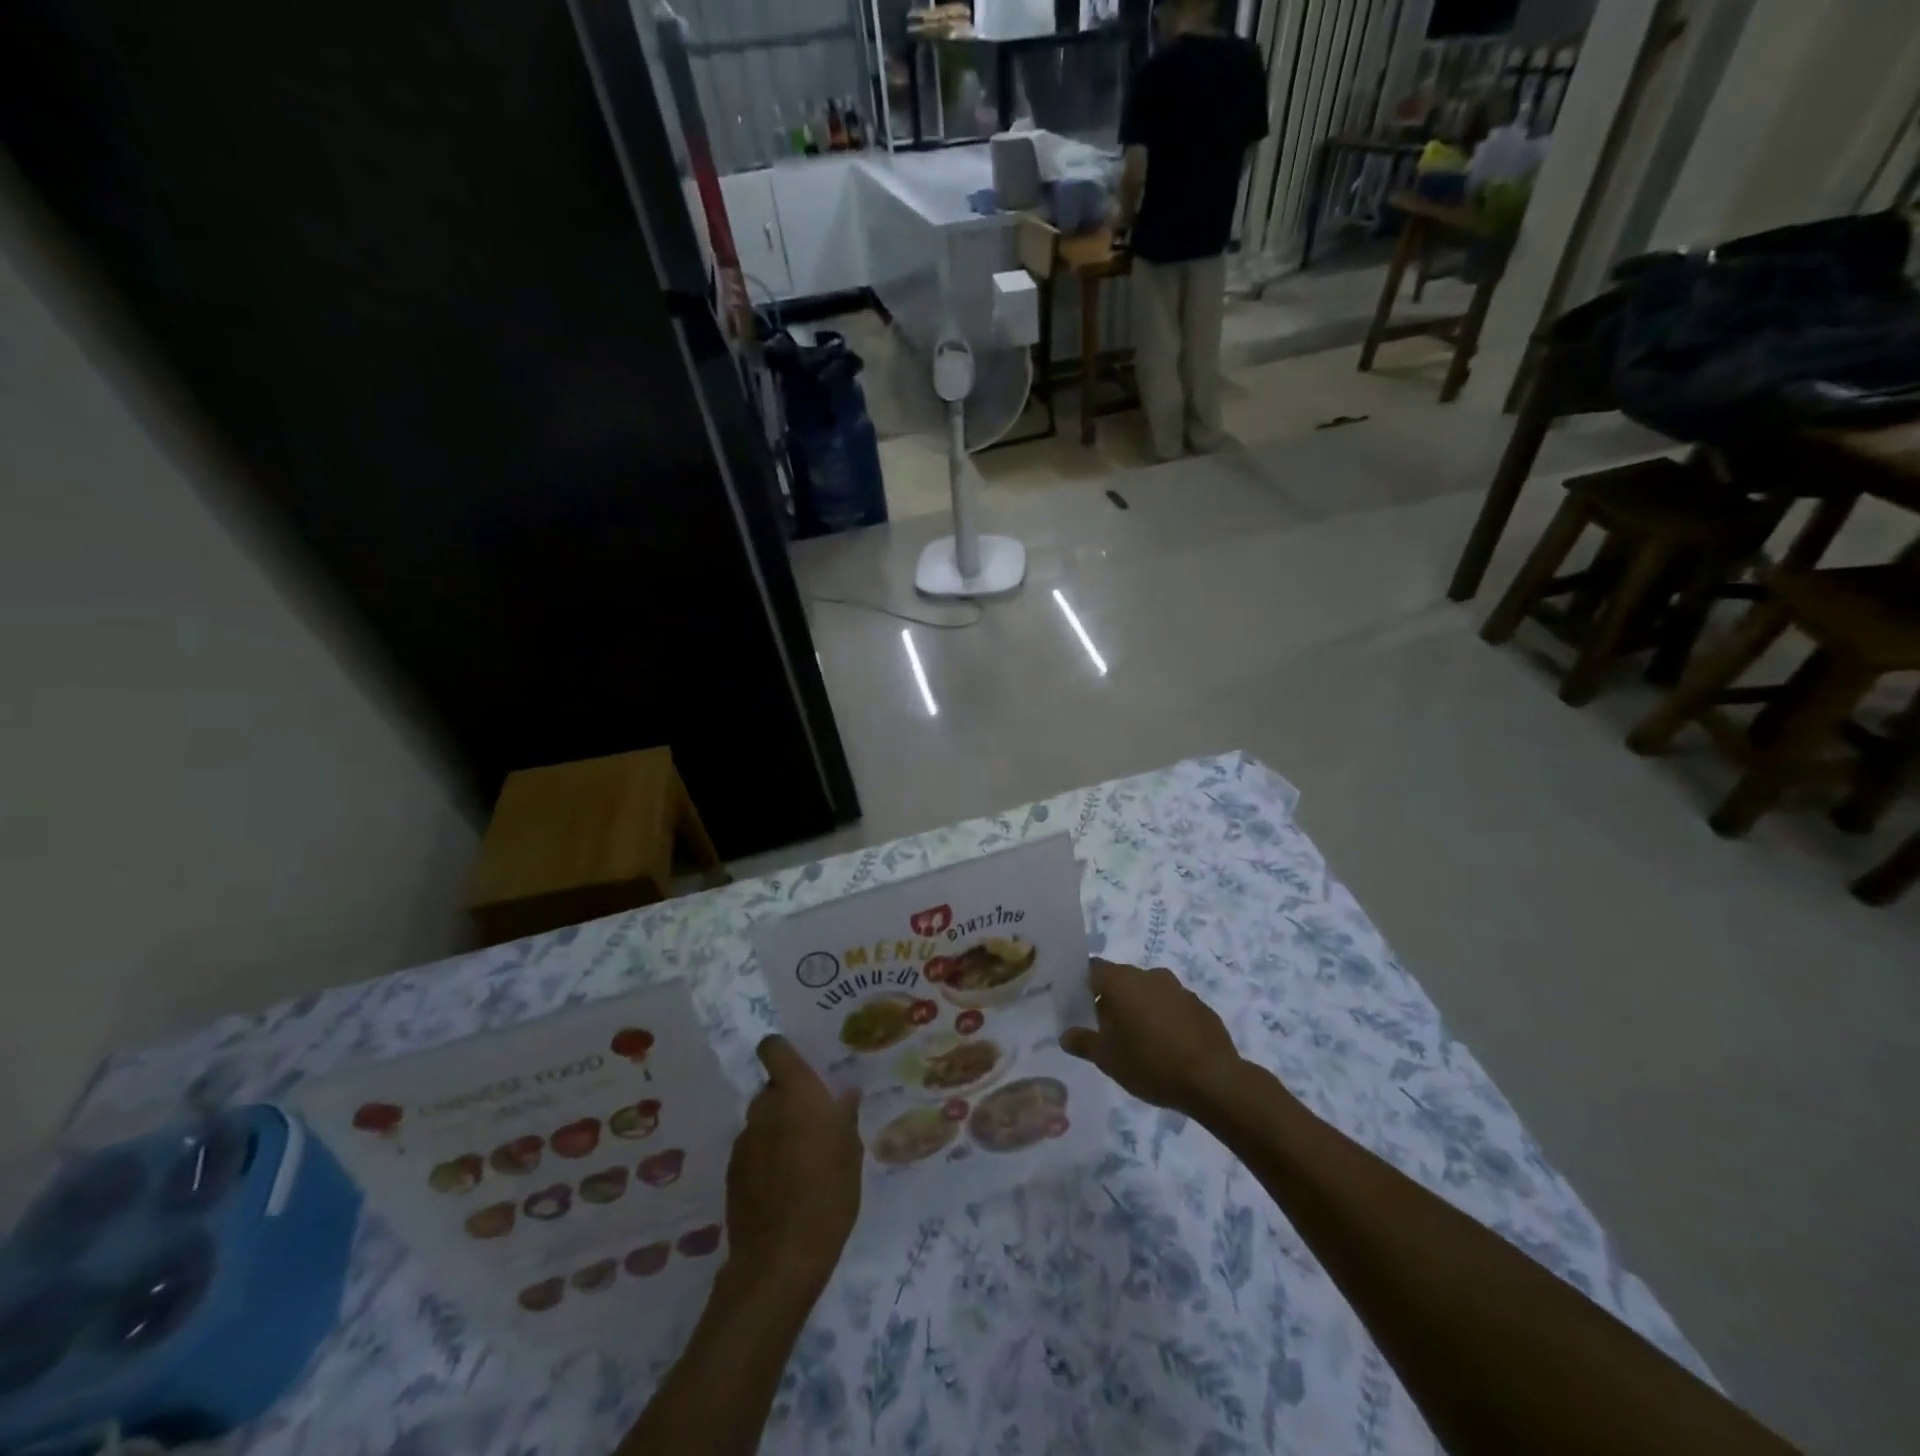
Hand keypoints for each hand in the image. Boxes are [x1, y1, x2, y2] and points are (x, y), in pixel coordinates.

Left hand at [724, 1036, 862, 1293]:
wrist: (780, 1259)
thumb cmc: (828, 1194)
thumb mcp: (851, 1152)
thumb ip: (845, 1117)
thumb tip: (845, 1093)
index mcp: (795, 1092)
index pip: (774, 1048)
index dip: (782, 1050)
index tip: (800, 1063)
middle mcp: (764, 1107)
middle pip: (771, 1088)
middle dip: (789, 1098)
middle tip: (814, 1122)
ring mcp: (744, 1141)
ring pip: (762, 1121)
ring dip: (777, 1129)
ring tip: (801, 1159)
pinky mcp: (732, 1173)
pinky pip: (753, 1149)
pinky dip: (765, 1157)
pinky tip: (784, 1184)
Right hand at [1061, 958, 1241, 1117]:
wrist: (1212, 1079)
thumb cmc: (1150, 1063)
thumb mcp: (1107, 1059)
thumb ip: (1083, 1042)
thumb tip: (1065, 1035)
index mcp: (1121, 981)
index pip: (1093, 969)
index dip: (1084, 984)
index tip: (1079, 1004)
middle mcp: (1148, 975)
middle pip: (1121, 979)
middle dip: (1112, 999)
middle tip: (1106, 1028)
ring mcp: (1178, 988)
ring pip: (1149, 991)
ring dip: (1140, 1008)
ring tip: (1138, 1040)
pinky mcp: (1200, 1005)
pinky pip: (1173, 1006)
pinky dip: (1165, 1018)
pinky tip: (1167, 1046)